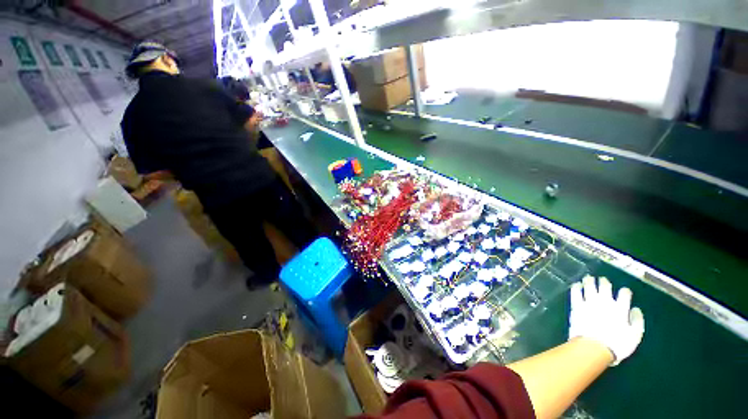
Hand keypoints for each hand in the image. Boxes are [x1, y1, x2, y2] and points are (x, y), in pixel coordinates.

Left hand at [569, 275, 644, 365]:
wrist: (594, 347)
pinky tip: (576, 285)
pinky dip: (576, 287)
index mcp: (621, 308)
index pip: (624, 294)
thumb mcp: (635, 336)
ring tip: (588, 278)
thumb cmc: (617, 345)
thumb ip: (637, 321)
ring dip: (589, 281)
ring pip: (589, 286)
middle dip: (604, 282)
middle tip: (602, 279)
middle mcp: (605, 302)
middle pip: (605, 286)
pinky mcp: (577, 305)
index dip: (625, 291)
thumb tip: (636, 310)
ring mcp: (589, 302)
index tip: (624, 291)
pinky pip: (575, 292)